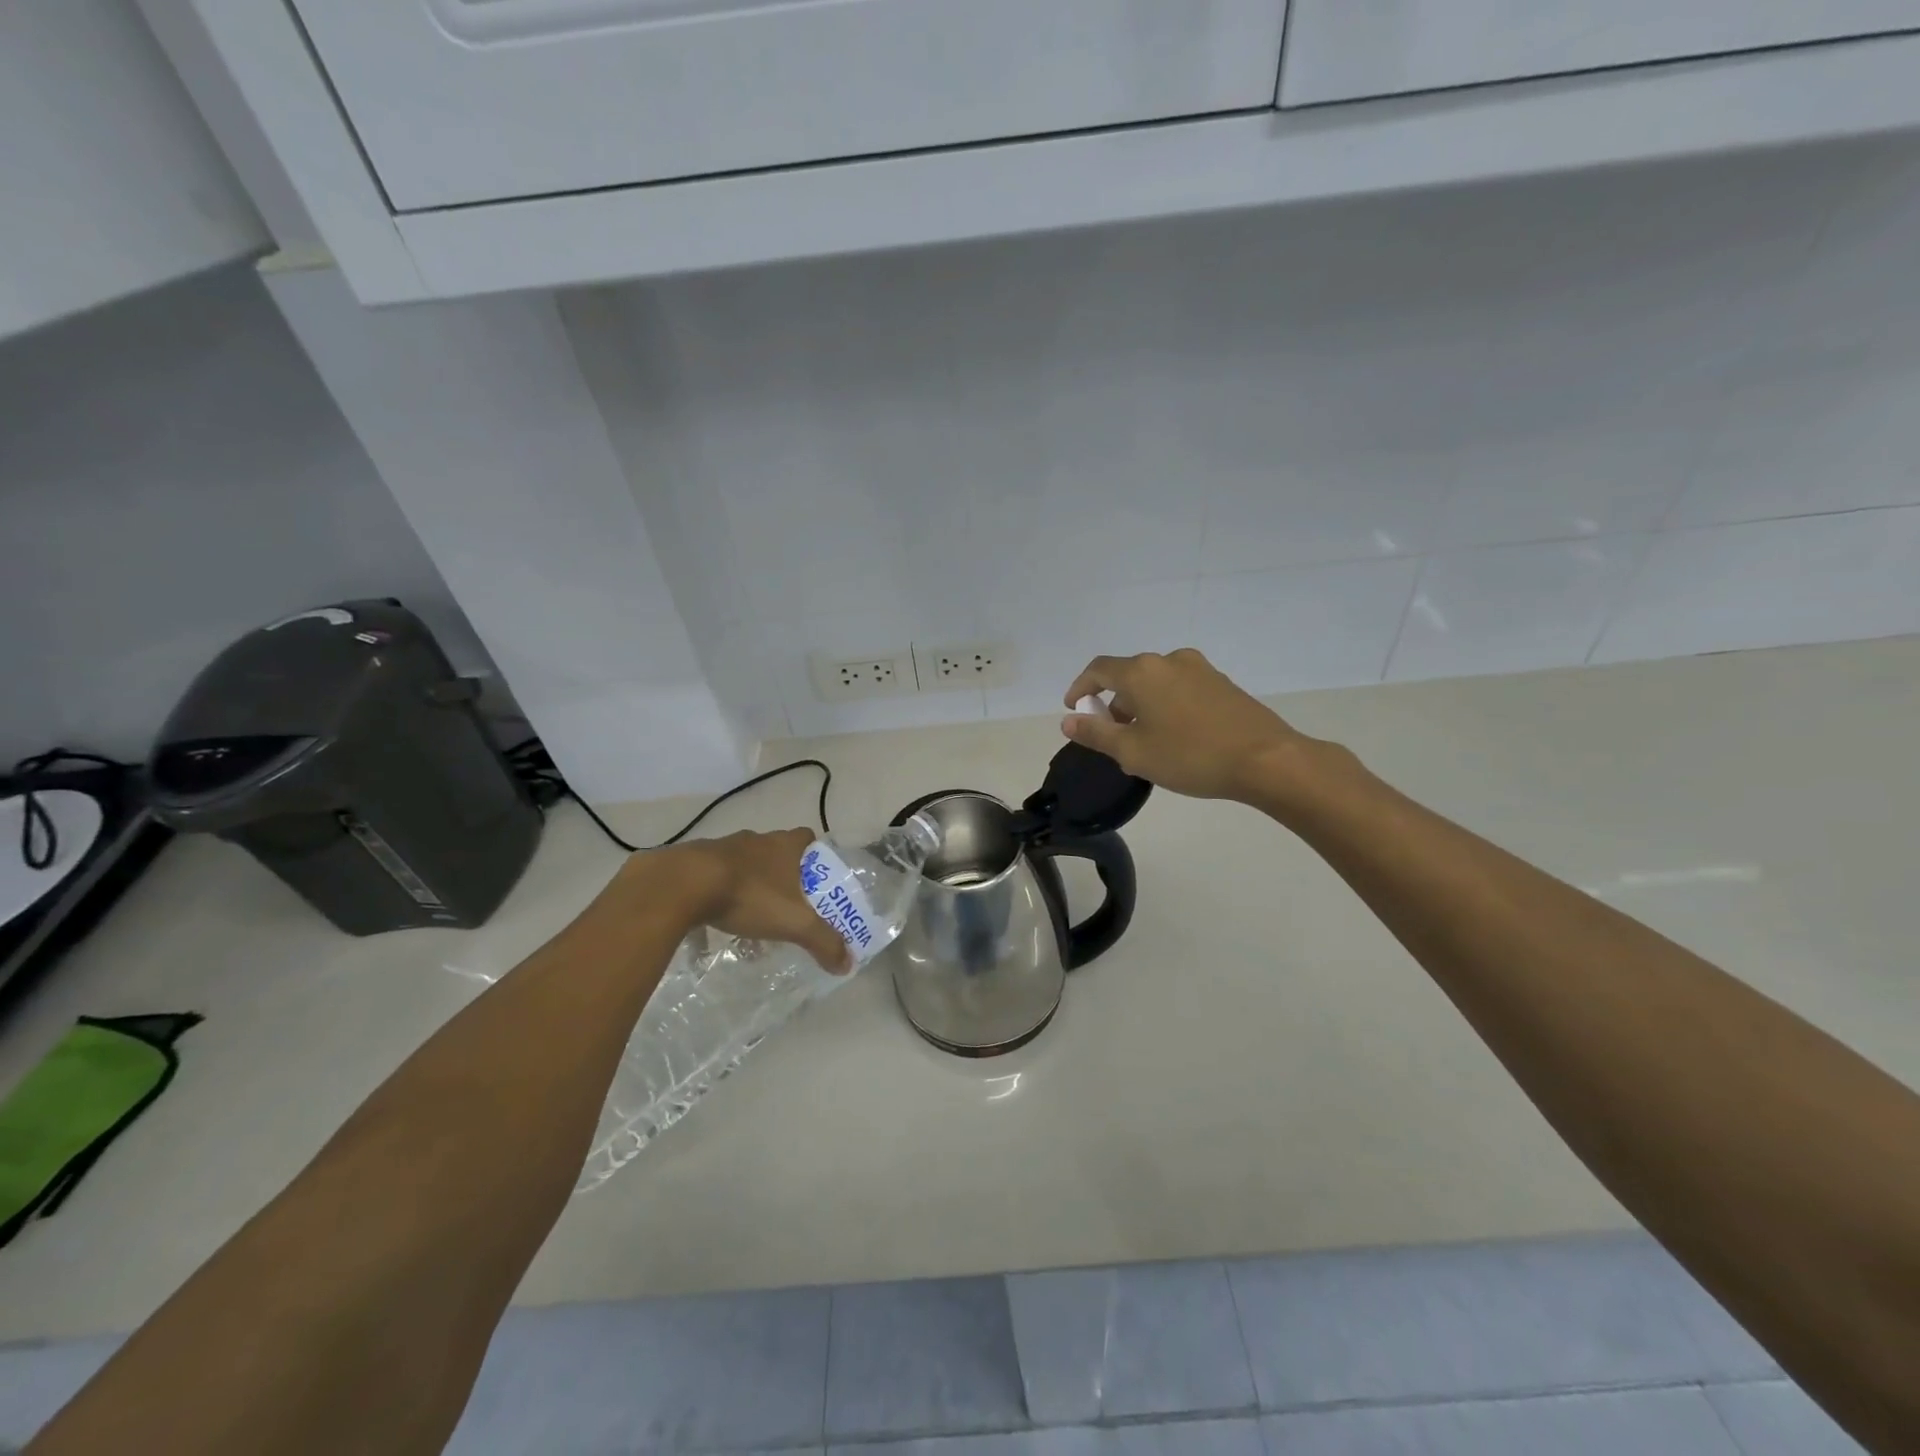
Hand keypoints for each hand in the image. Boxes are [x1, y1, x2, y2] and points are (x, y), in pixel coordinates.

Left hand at [631, 829, 851, 973]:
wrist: (682, 884)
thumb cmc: (748, 895)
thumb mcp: (793, 923)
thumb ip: (823, 942)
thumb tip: (848, 963)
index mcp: (783, 846)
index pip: (806, 837)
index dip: (813, 852)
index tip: (815, 874)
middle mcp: (755, 840)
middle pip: (774, 849)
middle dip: (781, 871)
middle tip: (786, 899)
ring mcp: (721, 847)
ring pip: (742, 861)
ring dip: (747, 880)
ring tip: (748, 911)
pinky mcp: (692, 861)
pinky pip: (710, 875)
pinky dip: (715, 891)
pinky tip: (711, 916)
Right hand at [1062, 649, 1311, 802]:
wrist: (1265, 759)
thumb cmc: (1190, 756)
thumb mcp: (1133, 752)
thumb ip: (1096, 734)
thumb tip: (1069, 721)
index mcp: (1142, 672)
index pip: (1098, 670)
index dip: (1080, 688)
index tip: (1074, 709)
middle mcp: (1168, 660)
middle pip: (1128, 677)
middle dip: (1114, 704)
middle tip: (1111, 737)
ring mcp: (1199, 669)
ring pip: (1156, 684)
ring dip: (1141, 707)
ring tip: (1143, 743)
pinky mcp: (1222, 683)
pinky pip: (1179, 689)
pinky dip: (1165, 706)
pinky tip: (1174, 738)